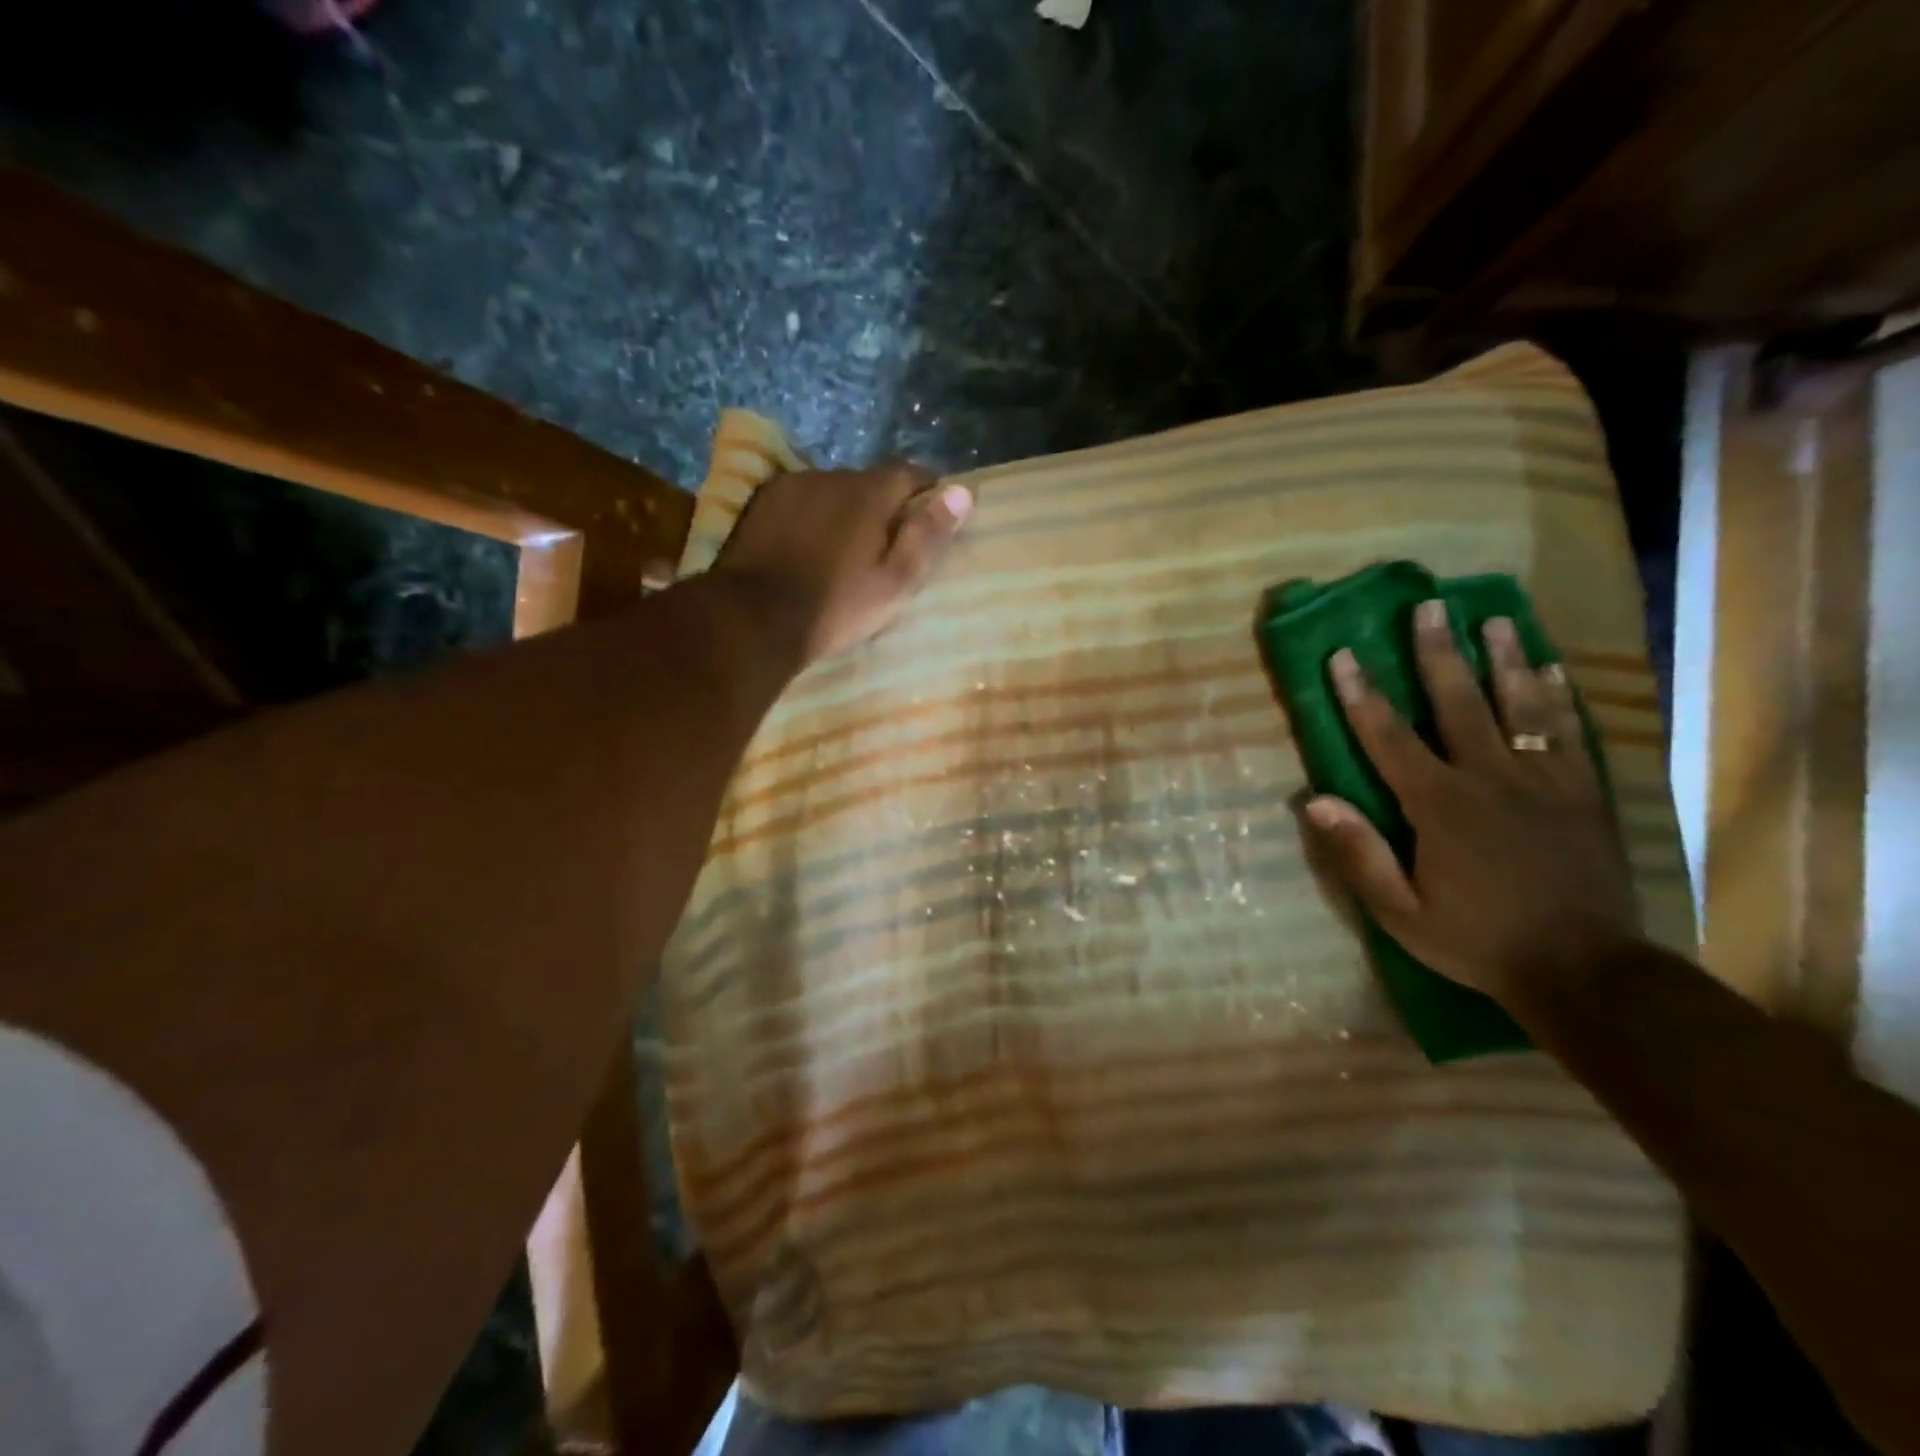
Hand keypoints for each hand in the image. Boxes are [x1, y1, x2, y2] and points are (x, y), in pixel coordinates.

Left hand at [711, 462, 972, 663]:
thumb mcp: (895, 581)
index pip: (911, 472)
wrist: (754, 617)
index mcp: (870, 492)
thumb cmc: (836, 606)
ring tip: (840, 548)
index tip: (930, 514)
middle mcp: (831, 475)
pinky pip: (799, 499)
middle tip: (883, 543)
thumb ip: (928, 534)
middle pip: (869, 481)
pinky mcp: (761, 501)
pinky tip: (805, 545)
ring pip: (831, 490)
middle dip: (881, 504)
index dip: (926, 490)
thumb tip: (962, 492)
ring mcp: (792, 485)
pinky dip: (810, 515)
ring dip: (843, 509)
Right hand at [1301, 599, 1640, 1010]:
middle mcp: (1490, 780)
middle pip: (1459, 703)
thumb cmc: (1477, 941)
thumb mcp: (1400, 911)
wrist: (1584, 971)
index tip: (1343, 655)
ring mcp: (1545, 783)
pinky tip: (1552, 668)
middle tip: (1429, 606)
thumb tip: (1313, 801)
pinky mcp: (1584, 795)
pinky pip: (1571, 734)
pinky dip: (1560, 697)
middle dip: (1439, 653)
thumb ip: (1358, 854)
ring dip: (1505, 660)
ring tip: (1495, 619)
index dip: (1362, 695)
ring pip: (1522, 708)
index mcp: (1439, 807)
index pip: (1389, 738)